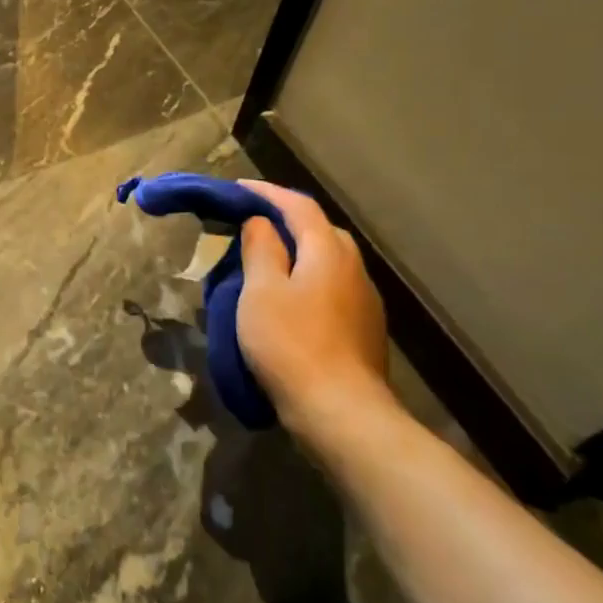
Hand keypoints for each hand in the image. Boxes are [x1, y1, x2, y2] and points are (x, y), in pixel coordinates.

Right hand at [235, 180, 398, 445]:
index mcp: (328, 251)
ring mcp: (364, 301)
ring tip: (265, 260)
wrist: (342, 413)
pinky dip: (307, 279)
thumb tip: (261, 222)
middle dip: (286, 220)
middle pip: (320, 230)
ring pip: (328, 260)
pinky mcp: (364, 329)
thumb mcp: (261, 291)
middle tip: (251, 224)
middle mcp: (354, 268)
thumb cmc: (291, 344)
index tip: (238, 188)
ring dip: (298, 252)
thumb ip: (261, 248)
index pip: (299, 206)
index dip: (267, 193)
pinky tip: (290, 299)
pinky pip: (332, 287)